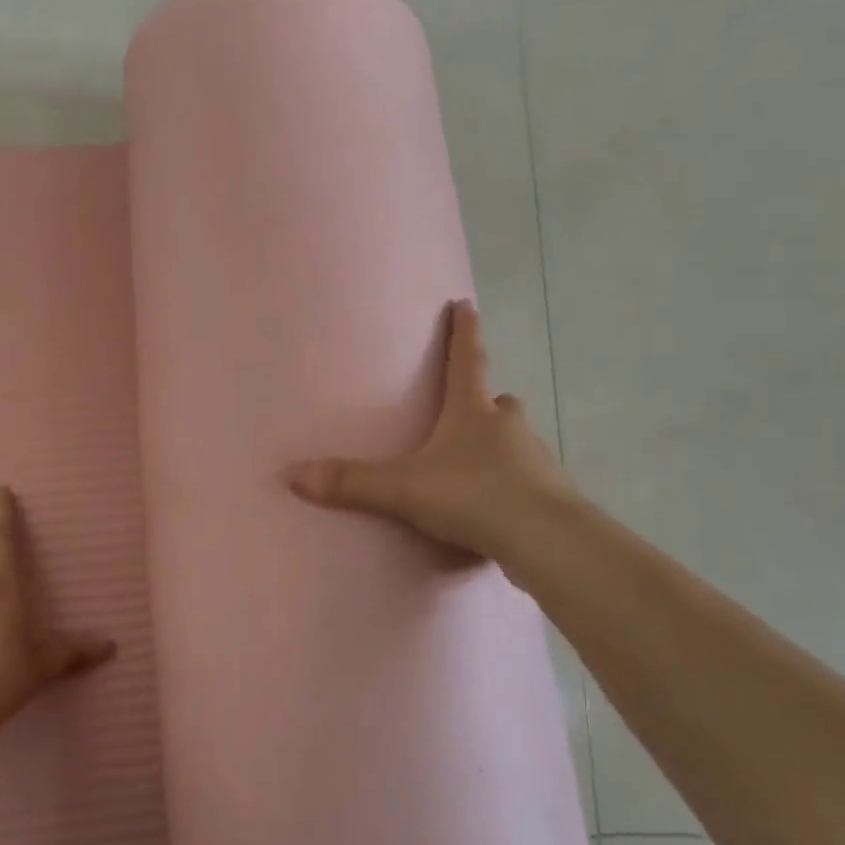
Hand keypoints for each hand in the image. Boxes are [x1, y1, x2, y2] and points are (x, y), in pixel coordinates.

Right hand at [286, 300, 575, 561]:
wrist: (546, 541)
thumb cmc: (473, 496)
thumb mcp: (404, 489)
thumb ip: (352, 483)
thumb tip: (293, 475)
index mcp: (474, 413)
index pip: (467, 360)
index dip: (464, 331)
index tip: (466, 303)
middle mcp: (509, 429)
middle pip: (502, 403)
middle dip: (488, 402)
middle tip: (473, 410)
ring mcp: (536, 462)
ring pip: (517, 442)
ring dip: (500, 446)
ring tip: (476, 468)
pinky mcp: (551, 498)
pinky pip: (527, 482)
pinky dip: (511, 487)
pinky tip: (494, 509)